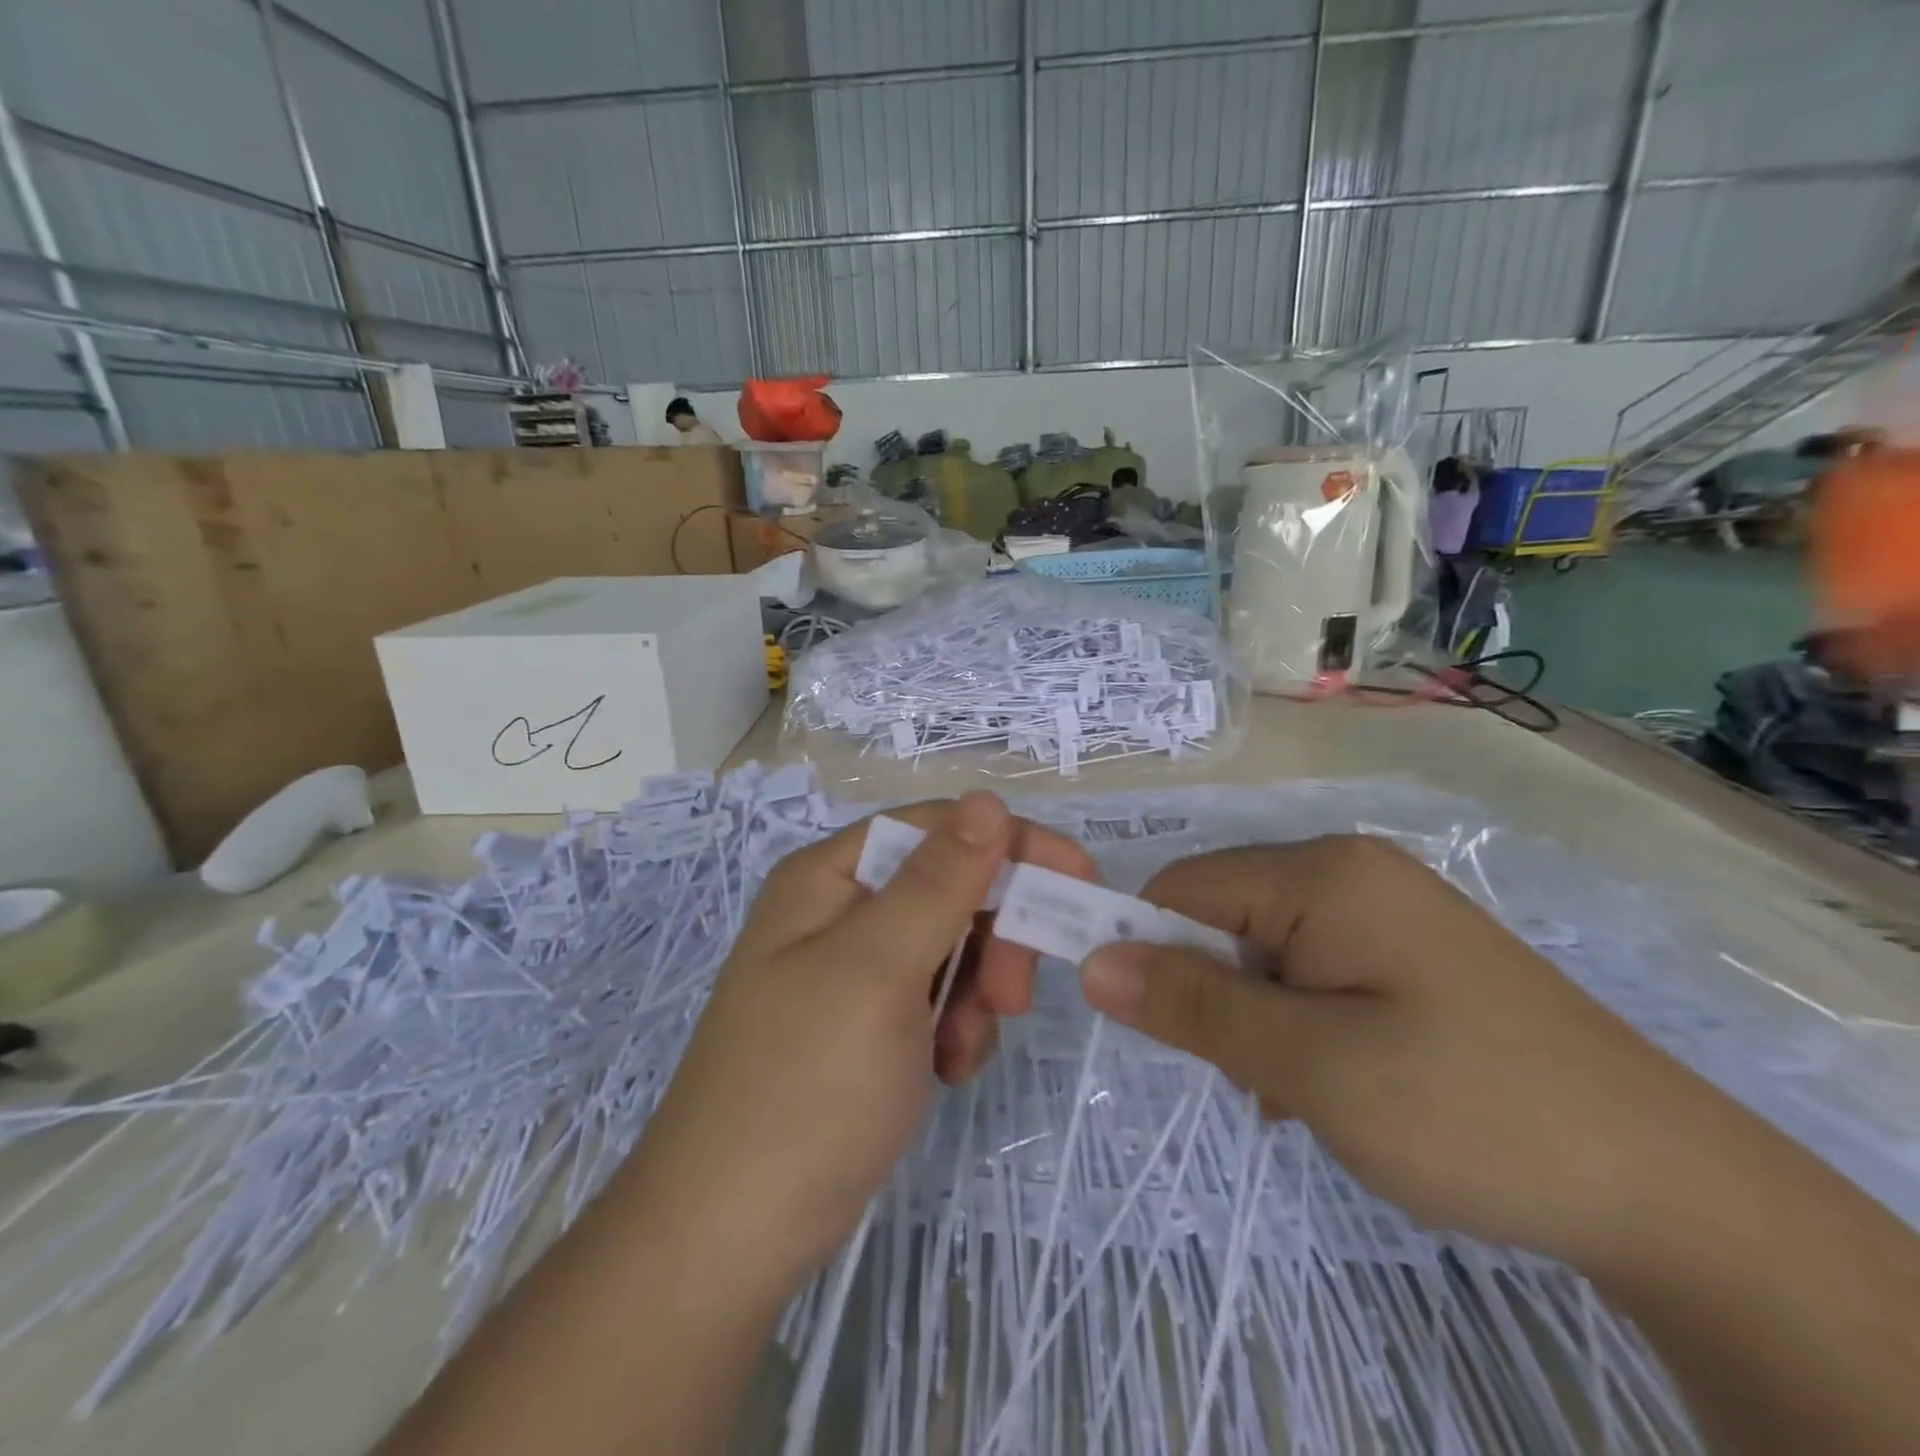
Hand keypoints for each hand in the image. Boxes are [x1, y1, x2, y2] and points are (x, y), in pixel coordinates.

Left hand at [620, 793, 1093, 1294]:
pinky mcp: (866, 1026)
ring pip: (951, 947)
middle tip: (1011, 996)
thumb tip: (987, 799)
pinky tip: (945, 1072)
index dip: (1008, 844)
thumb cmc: (805, 1088)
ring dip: (977, 991)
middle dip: (993, 935)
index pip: (937, 828)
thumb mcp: (878, 970)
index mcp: (829, 878)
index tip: (1078, 880)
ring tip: (963, 1048)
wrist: (729, 1240)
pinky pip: (936, 999)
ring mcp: (851, 972)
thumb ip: (939, 881)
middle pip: (948, 887)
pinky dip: (955, 1028)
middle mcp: (838, 912)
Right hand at [1077, 836, 1735, 1269]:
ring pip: (1263, 953)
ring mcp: (1384, 911)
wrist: (1674, 1191)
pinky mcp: (1408, 954)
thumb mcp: (1311, 1064)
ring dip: (1255, 1019)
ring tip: (1300, 1094)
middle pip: (1222, 918)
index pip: (1182, 888)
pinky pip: (1312, 971)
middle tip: (1254, 1078)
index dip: (1143, 947)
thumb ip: (1194, 1006)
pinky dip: (1297, 1024)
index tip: (1141, 1023)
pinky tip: (1336, 1085)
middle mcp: (1348, 872)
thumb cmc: (1470, 1111)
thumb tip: (1090, 963)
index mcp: (1321, 873)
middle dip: (1213, 996)